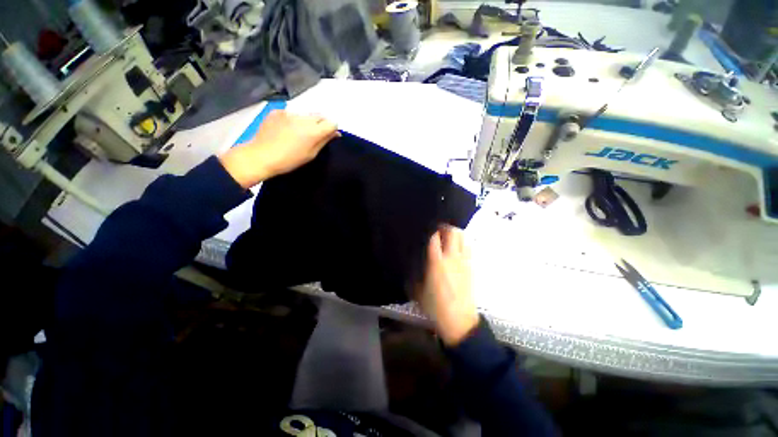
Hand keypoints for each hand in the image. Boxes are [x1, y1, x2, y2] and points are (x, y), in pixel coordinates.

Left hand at [219, 110, 339, 188]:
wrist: (261, 156)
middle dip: (321, 124)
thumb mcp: (311, 154)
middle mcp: (303, 118)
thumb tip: (335, 133)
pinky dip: (294, 120)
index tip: (328, 136)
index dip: (332, 129)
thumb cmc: (290, 160)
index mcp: (313, 130)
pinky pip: (292, 113)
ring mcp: (289, 112)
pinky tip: (286, 130)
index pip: (332, 122)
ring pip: (306, 114)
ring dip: (307, 121)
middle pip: (320, 115)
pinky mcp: (278, 111)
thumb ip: (324, 140)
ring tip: (298, 133)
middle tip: (314, 136)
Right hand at [417, 226, 478, 345]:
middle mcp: (451, 257)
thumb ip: (414, 275)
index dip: (431, 229)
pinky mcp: (471, 267)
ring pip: (463, 238)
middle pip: (453, 232)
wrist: (460, 321)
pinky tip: (456, 248)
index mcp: (436, 262)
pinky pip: (468, 248)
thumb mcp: (418, 291)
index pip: (434, 237)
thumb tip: (411, 264)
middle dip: (445, 227)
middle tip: (438, 229)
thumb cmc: (436, 306)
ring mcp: (463, 261)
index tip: (426, 227)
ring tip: (448, 236)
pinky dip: (463, 243)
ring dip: (455, 234)